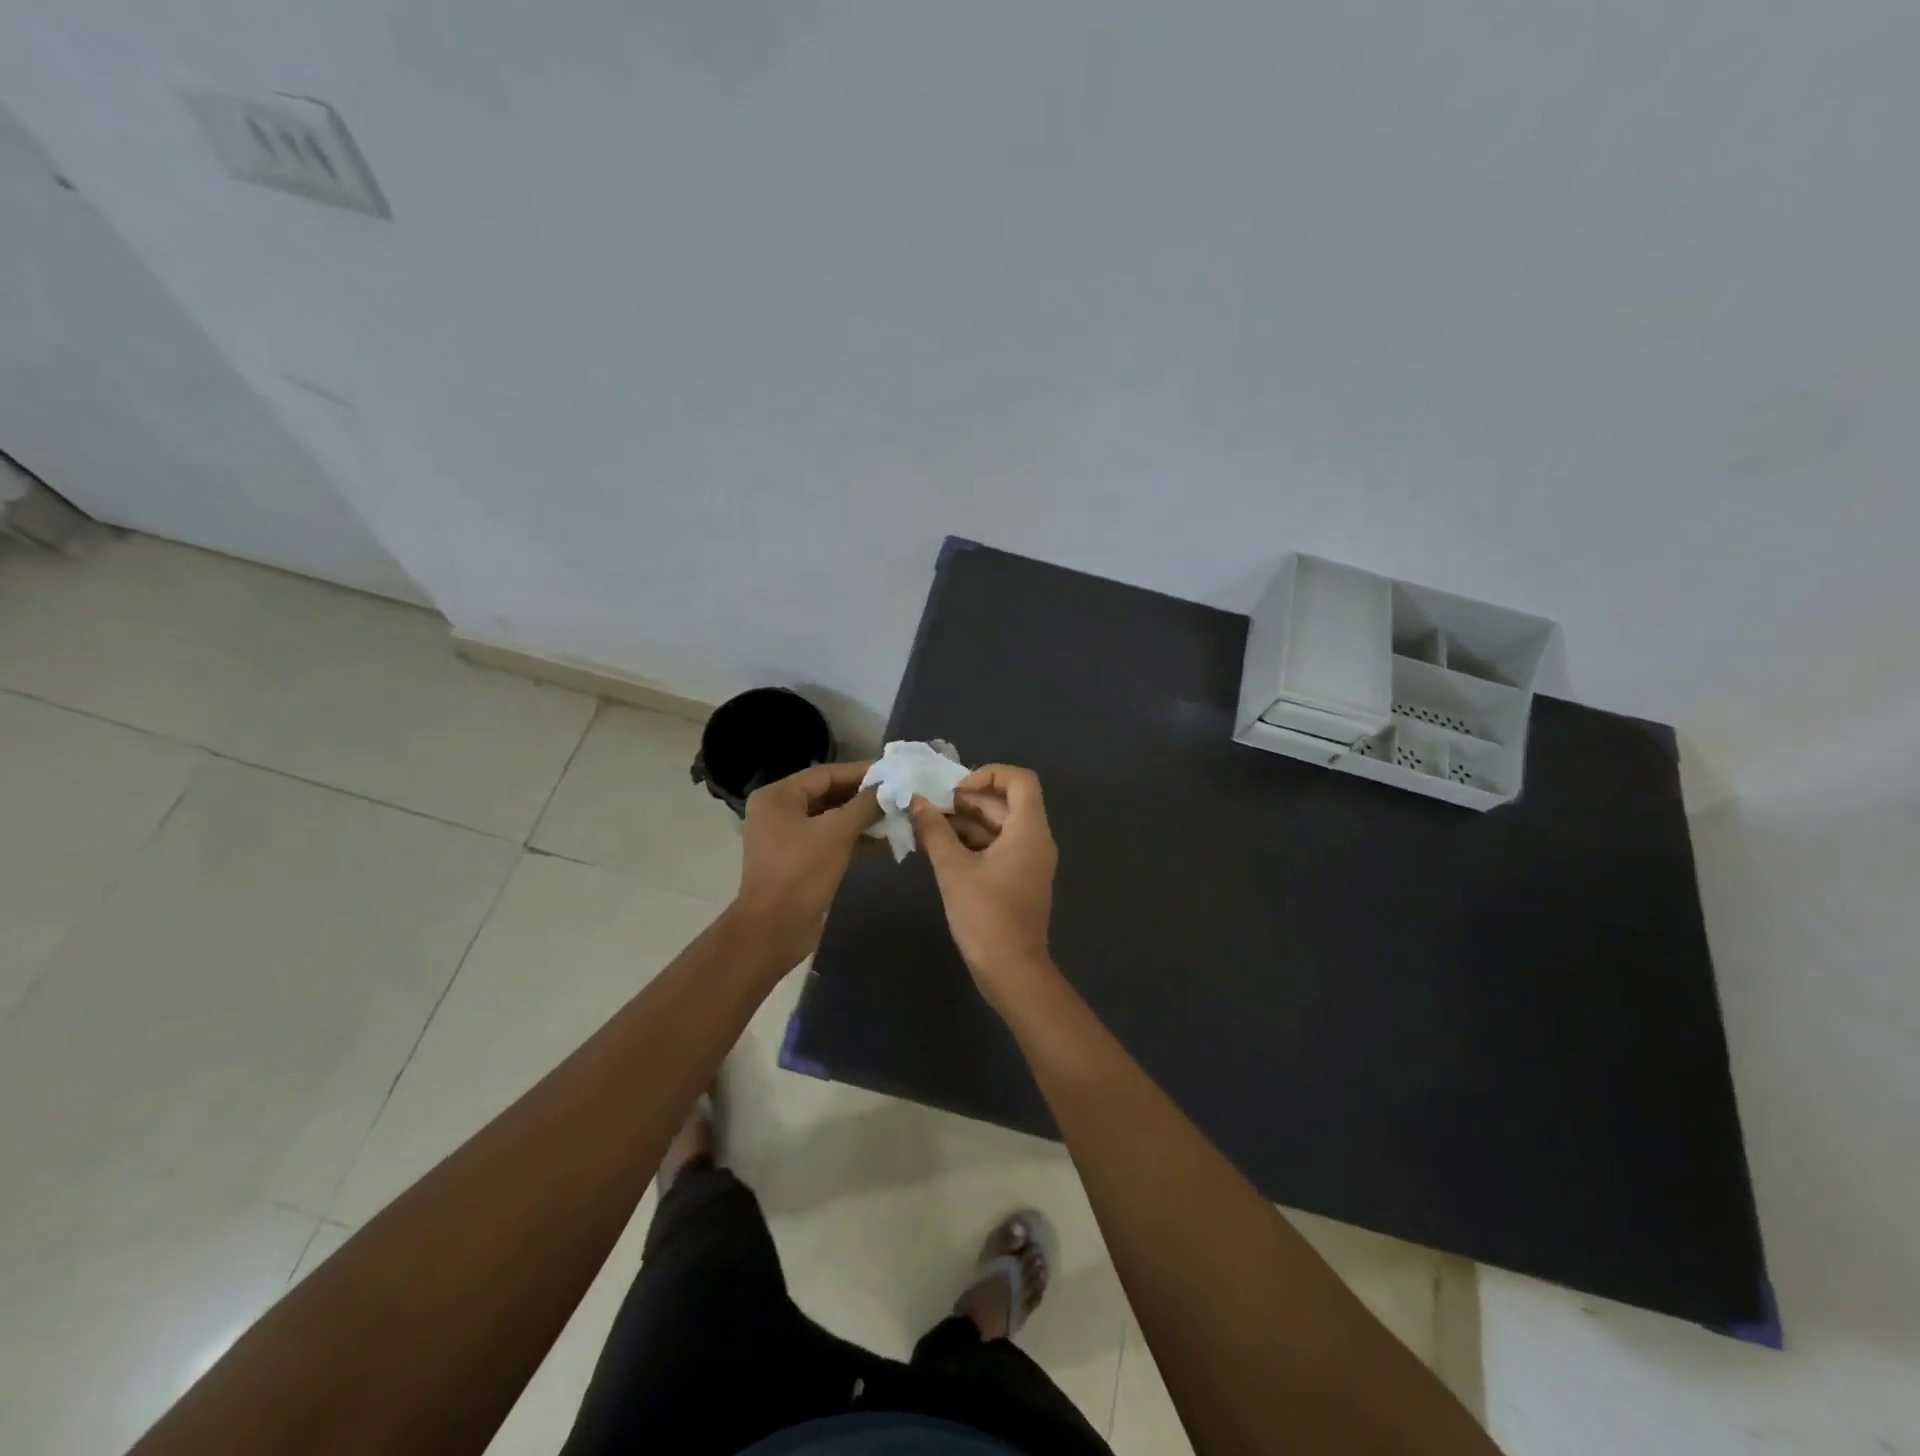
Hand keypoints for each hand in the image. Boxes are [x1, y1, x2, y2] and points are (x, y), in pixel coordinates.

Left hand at [732, 761, 879, 968]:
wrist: (774, 929)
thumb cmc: (802, 872)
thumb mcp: (837, 833)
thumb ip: (865, 805)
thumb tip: (890, 787)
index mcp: (778, 796)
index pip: (826, 774)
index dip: (862, 772)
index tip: (894, 772)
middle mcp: (779, 811)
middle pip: (828, 794)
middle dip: (864, 797)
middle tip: (899, 795)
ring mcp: (787, 837)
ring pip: (831, 819)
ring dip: (862, 819)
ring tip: (897, 817)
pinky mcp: (798, 860)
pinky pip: (828, 839)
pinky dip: (853, 839)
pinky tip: (883, 841)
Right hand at [909, 765, 1058, 1011]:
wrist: (1011, 971)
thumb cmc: (986, 916)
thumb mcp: (953, 869)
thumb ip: (935, 830)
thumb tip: (917, 802)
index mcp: (1029, 830)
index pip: (1020, 780)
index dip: (989, 774)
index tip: (956, 790)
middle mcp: (1035, 840)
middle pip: (1006, 803)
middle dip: (968, 800)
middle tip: (931, 807)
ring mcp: (1029, 862)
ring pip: (999, 826)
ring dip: (966, 822)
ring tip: (928, 826)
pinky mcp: (1018, 880)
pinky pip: (998, 847)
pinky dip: (972, 843)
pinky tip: (940, 849)